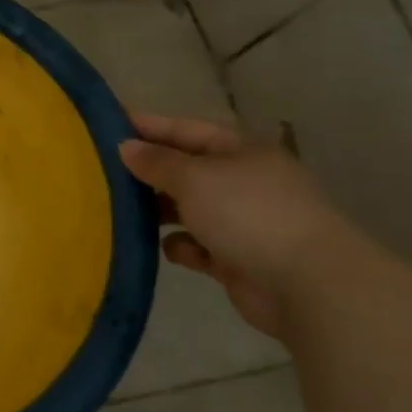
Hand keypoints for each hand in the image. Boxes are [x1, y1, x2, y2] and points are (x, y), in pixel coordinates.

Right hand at [118, 112, 353, 337]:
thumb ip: (156, 161)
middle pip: (186, 170)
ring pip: (189, 209)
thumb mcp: (194, 177)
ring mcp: (244, 222)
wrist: (308, 285)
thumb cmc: (248, 214)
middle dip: (149, 172)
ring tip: (122, 213)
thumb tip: (125, 146)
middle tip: (103, 173)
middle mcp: (243, 182)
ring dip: (160, 212)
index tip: (107, 126)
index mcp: (241, 152)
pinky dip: (182, 247)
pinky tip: (170, 249)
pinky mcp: (239, 260)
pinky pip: (198, 247)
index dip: (149, 126)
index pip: (187, 130)